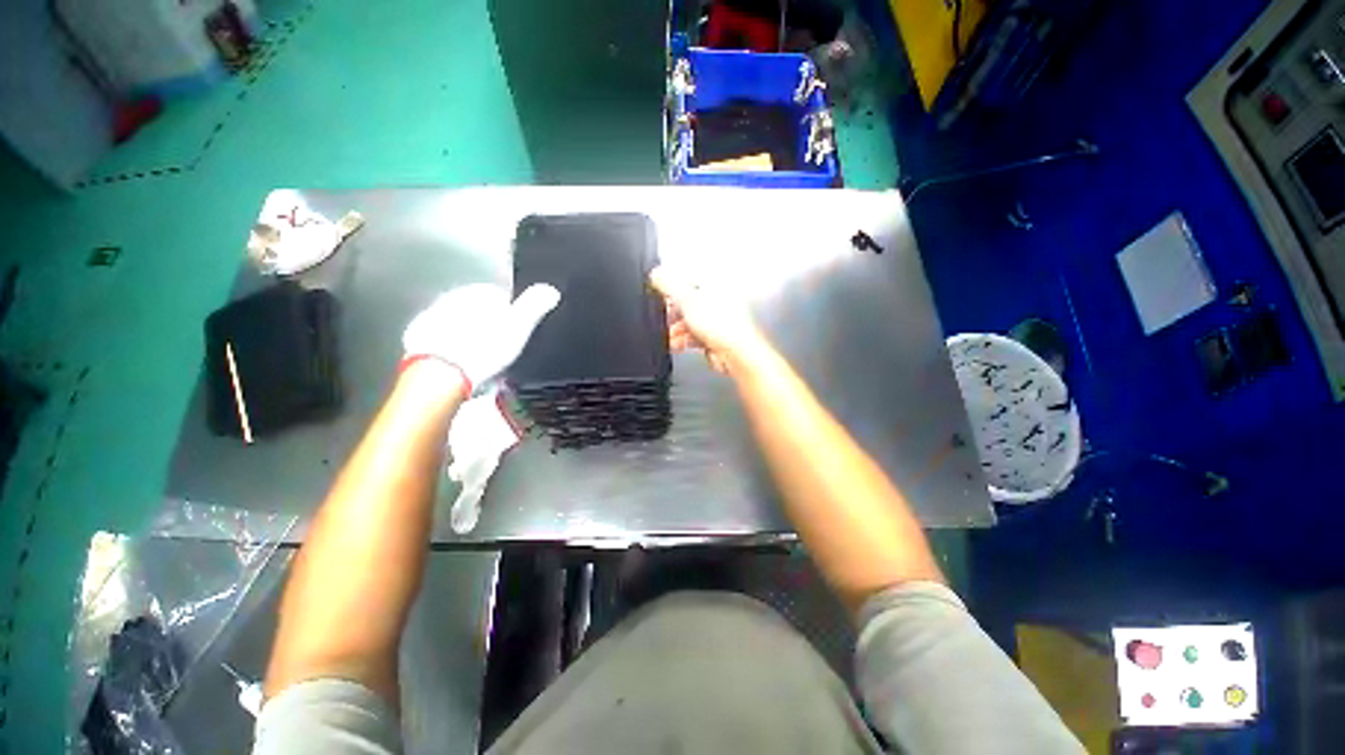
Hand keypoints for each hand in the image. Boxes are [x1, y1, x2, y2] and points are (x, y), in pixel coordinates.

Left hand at [403, 284, 559, 392]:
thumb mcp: (518, 329)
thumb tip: (550, 290)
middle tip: (488, 353)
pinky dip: (439, 350)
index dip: (504, 318)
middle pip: (470, 310)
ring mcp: (431, 315)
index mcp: (480, 292)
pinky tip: (447, 366)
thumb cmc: (483, 350)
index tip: (506, 337)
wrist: (441, 373)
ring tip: (468, 364)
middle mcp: (453, 296)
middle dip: (478, 326)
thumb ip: (534, 307)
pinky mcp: (416, 336)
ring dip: (457, 337)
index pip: (496, 298)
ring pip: (449, 324)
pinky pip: (432, 340)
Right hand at [649, 266, 764, 373]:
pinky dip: (683, 339)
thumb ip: (668, 284)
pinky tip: (677, 343)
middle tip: (665, 316)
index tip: (660, 293)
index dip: (671, 285)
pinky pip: (694, 335)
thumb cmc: (722, 324)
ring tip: (669, 334)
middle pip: (687, 301)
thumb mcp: (686, 298)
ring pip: (689, 319)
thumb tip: (656, 273)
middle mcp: (718, 299)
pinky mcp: (714, 336)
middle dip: (673, 311)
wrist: (736, 353)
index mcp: (715, 283)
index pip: (688, 277)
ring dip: (676, 328)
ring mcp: (716, 319)